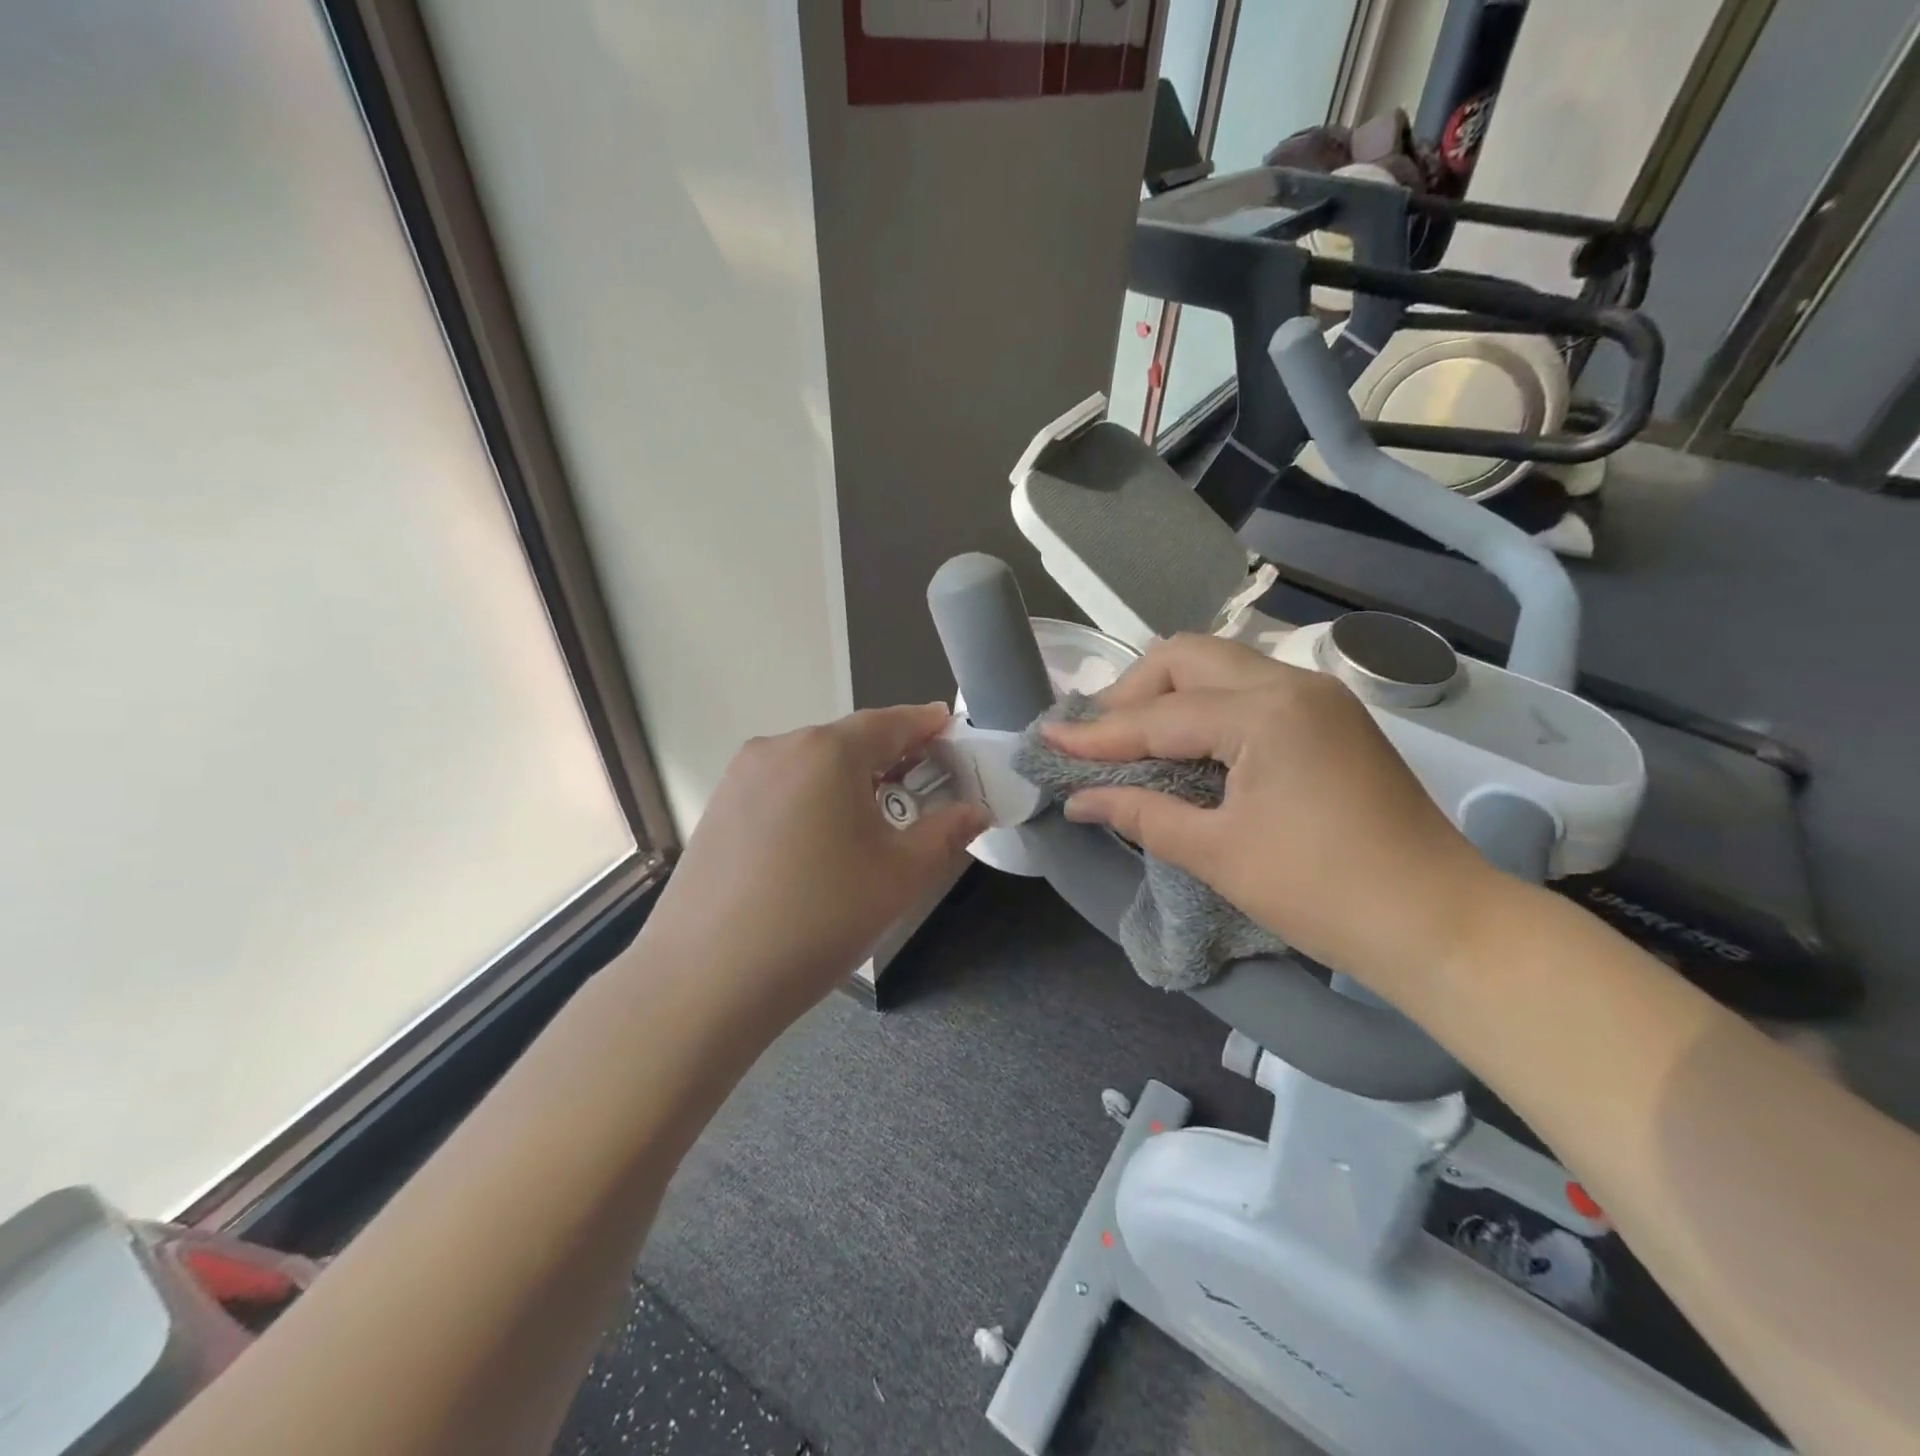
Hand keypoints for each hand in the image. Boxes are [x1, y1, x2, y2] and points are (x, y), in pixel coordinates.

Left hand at [637, 704, 986, 1027]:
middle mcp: (779, 748)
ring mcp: (741, 777)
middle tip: (923, 786)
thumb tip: (975, 810)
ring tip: (874, 821)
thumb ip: (946, 832)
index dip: (926, 725)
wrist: (706, 980)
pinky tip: (820, 842)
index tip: (950, 729)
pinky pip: (781, 788)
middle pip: (848, 741)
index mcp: (827, 751)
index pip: (890, 722)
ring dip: (849, 781)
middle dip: (890, 757)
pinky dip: (812, 799)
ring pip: (812, 765)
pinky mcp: (718, 808)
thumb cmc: (820, 918)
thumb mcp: (900, 876)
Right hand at [1044, 634, 1498, 1000]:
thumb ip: (1140, 813)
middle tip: (1097, 738)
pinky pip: (1248, 691)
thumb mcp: (1218, 853)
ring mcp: (1317, 697)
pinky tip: (1185, 745)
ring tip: (1131, 739)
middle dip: (1132, 692)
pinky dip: (1205, 709)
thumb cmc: (1323, 893)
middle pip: (1188, 657)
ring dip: (1168, 695)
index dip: (1096, 734)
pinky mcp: (1330, 718)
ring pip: (1220, 667)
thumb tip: (1077, 799)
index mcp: (1264, 712)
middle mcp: (1291, 683)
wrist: (1442, 925)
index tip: (1045, 739)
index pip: (1159, 715)